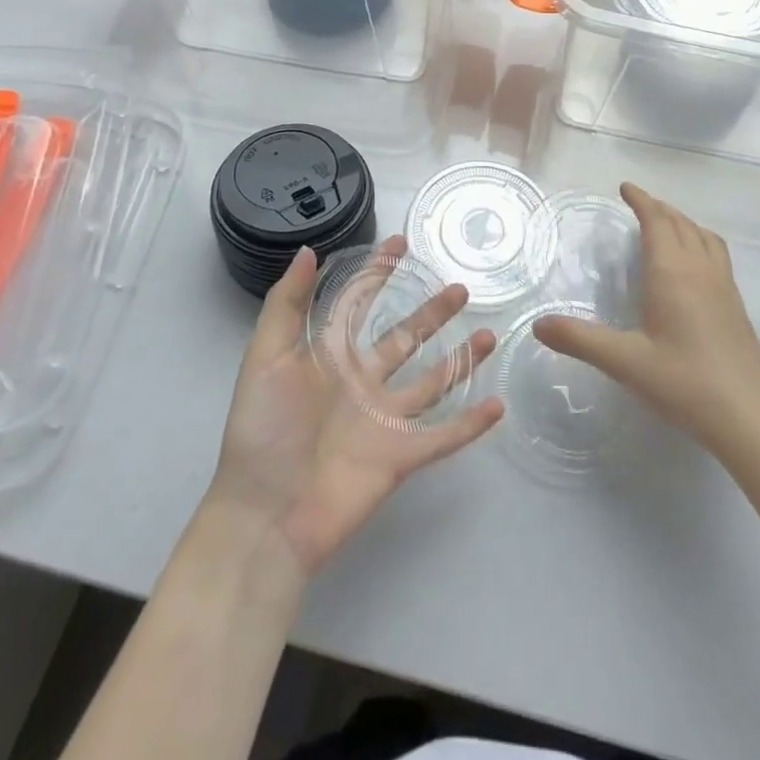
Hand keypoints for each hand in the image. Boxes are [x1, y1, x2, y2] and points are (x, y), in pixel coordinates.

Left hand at [208, 236, 503, 577]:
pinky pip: (443, 436)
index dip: (378, 272)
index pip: (360, 302)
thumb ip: (286, 304)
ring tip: (489, 334)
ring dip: (461, 359)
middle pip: (406, 337)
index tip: (401, 243)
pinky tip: (497, 404)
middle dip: (432, 313)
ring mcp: (384, 419)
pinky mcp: (400, 456)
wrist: (265, 516)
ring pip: (433, 381)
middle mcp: (362, 382)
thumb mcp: (265, 357)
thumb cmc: (262, 431)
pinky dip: (470, 423)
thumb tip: (308, 250)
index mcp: (330, 356)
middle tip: (460, 288)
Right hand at [534, 183, 759, 453]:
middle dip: (659, 208)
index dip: (641, 201)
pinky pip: (717, 255)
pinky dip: (700, 241)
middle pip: (681, 224)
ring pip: (704, 237)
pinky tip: (693, 264)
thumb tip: (538, 325)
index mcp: (673, 273)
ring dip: (683, 222)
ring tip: (667, 224)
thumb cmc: (684, 383)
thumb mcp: (625, 362)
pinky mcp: (736, 305)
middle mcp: (700, 270)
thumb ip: (580, 340)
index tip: (625, 188)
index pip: (657, 222)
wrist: (748, 417)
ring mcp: (724, 286)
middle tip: (639, 203)